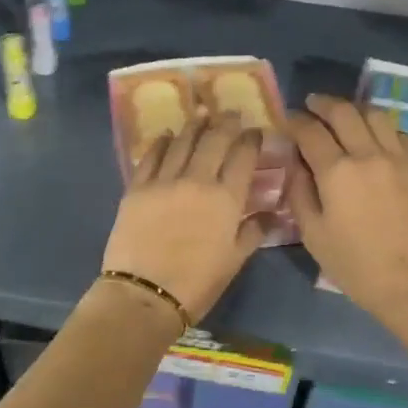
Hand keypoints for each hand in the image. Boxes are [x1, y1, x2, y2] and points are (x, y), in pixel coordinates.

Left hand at [102, 114, 266, 320]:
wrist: (145, 294)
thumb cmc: (197, 283)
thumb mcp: (235, 260)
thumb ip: (253, 231)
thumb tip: (271, 213)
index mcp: (226, 198)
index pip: (243, 156)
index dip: (251, 140)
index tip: (254, 132)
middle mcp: (197, 180)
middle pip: (214, 139)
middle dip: (225, 122)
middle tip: (230, 113)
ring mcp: (164, 181)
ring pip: (182, 141)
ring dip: (194, 126)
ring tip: (201, 115)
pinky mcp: (136, 188)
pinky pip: (151, 156)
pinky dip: (161, 142)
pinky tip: (166, 135)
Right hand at [285, 94, 407, 322]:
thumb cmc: (357, 265)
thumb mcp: (313, 235)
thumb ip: (299, 193)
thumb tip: (295, 164)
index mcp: (337, 172)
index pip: (310, 131)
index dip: (294, 121)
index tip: (287, 120)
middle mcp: (369, 154)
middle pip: (343, 112)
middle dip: (323, 104)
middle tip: (313, 105)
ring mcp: (400, 158)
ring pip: (375, 115)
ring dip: (355, 109)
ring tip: (345, 115)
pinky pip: (399, 134)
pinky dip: (382, 128)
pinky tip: (376, 138)